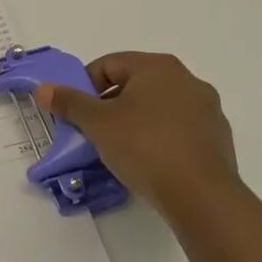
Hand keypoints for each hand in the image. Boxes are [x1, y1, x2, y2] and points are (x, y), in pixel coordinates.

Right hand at [34, 52, 239, 225]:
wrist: (200, 196)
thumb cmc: (144, 147)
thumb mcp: (98, 124)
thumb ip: (69, 102)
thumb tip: (43, 89)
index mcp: (157, 66)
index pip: (109, 64)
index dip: (85, 86)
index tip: (76, 113)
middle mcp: (186, 79)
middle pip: (135, 84)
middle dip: (110, 104)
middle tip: (94, 131)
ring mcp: (207, 109)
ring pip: (158, 107)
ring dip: (135, 121)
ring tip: (120, 149)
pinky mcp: (218, 138)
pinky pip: (179, 129)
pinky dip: (160, 138)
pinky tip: (150, 162)